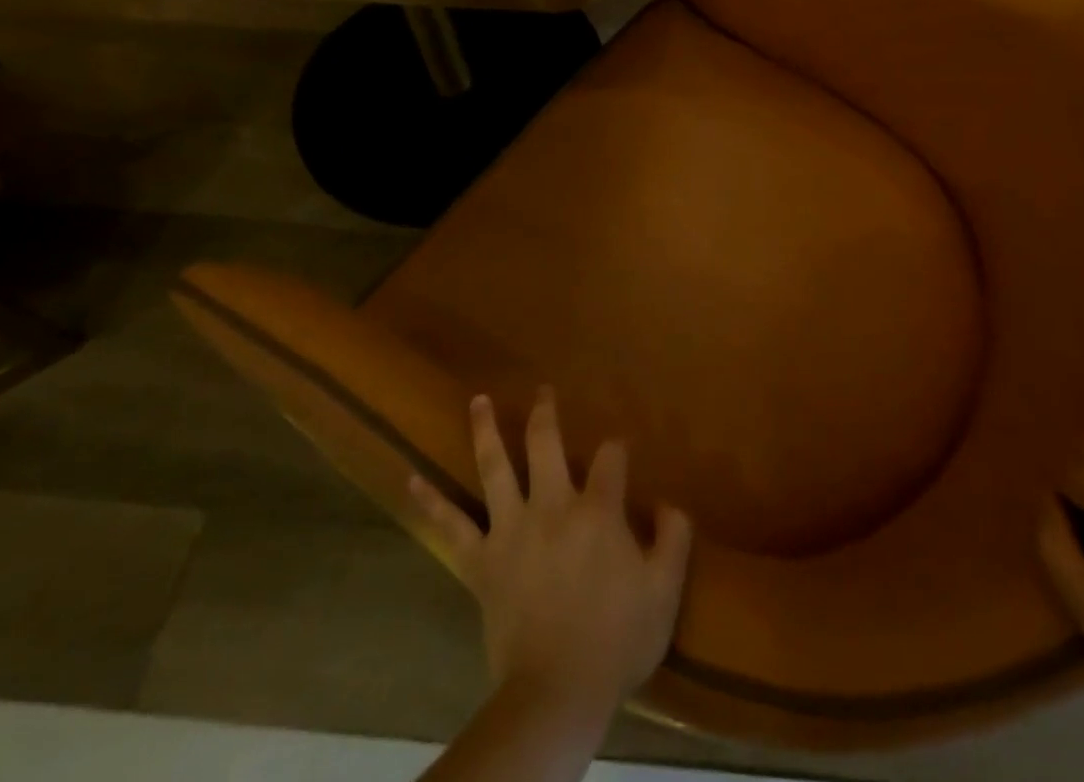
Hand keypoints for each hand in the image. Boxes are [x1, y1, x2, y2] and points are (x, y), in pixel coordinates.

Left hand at [410, 389, 693, 720]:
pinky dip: (430, 501)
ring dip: (486, 430)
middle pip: (546, 444)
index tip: (619, 453)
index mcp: (597, 511)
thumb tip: (669, 503)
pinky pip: (450, 527)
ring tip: (478, 400)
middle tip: (543, 390)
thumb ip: (674, 539)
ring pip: (494, 468)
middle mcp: (552, 506)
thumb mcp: (664, 592)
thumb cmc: (616, 641)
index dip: (616, 450)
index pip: (610, 458)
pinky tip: (410, 478)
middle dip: (546, 413)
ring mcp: (511, 530)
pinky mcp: (482, 562)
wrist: (556, 694)